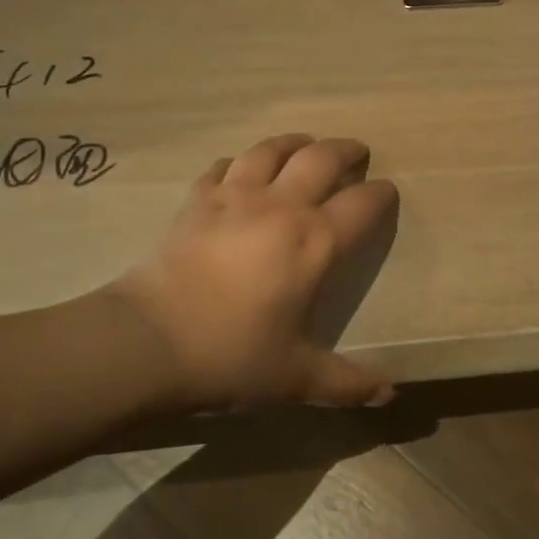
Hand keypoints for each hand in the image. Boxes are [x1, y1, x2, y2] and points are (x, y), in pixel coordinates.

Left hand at [93, 134, 399, 412]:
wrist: (148, 343)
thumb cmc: (232, 356)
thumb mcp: (296, 378)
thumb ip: (348, 383)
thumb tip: (390, 396)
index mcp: (316, 242)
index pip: (363, 204)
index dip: (382, 194)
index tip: (388, 192)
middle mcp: (282, 207)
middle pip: (322, 158)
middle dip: (346, 150)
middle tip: (356, 152)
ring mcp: (235, 197)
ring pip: (271, 149)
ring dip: (294, 142)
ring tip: (304, 144)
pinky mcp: (196, 201)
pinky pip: (221, 167)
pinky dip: (237, 163)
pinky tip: (238, 170)